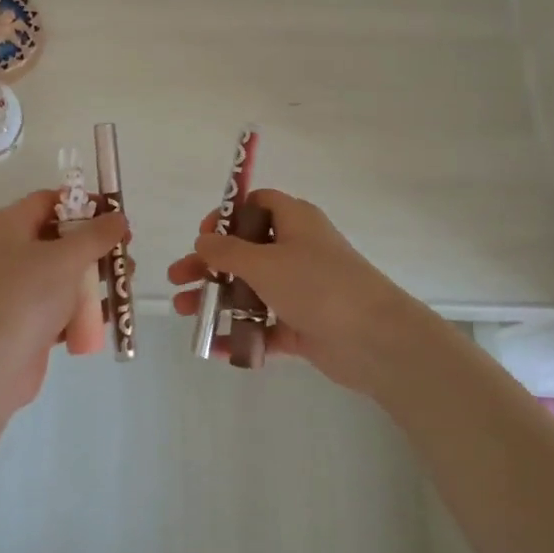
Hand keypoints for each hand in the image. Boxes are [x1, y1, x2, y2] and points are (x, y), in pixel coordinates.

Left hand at [0, 191, 128, 407]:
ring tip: (126, 282)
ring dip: (96, 276)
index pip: (49, 201)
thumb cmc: (27, 296)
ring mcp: (19, 288)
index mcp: (10, 226)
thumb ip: (97, 234)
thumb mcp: (67, 257)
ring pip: (65, 273)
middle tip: (126, 251)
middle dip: (96, 244)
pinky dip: (85, 307)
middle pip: (60, 237)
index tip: (114, 215)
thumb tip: (118, 218)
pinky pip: (63, 305)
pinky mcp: (29, 320)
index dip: (82, 203)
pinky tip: (111, 311)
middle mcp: (10, 252)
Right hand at [167, 189, 425, 394]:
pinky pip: (265, 327)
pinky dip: (241, 334)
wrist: (375, 340)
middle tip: (178, 277)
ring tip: (185, 312)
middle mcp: (298, 251)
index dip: (228, 216)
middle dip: (209, 264)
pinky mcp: (304, 326)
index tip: (203, 235)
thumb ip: (228, 252)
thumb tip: (203, 239)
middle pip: (246, 251)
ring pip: (251, 290)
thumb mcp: (265, 262)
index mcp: (295, 222)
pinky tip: (213, 347)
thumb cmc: (318, 285)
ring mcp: (301, 290)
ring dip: (217, 299)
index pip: (257, 205)